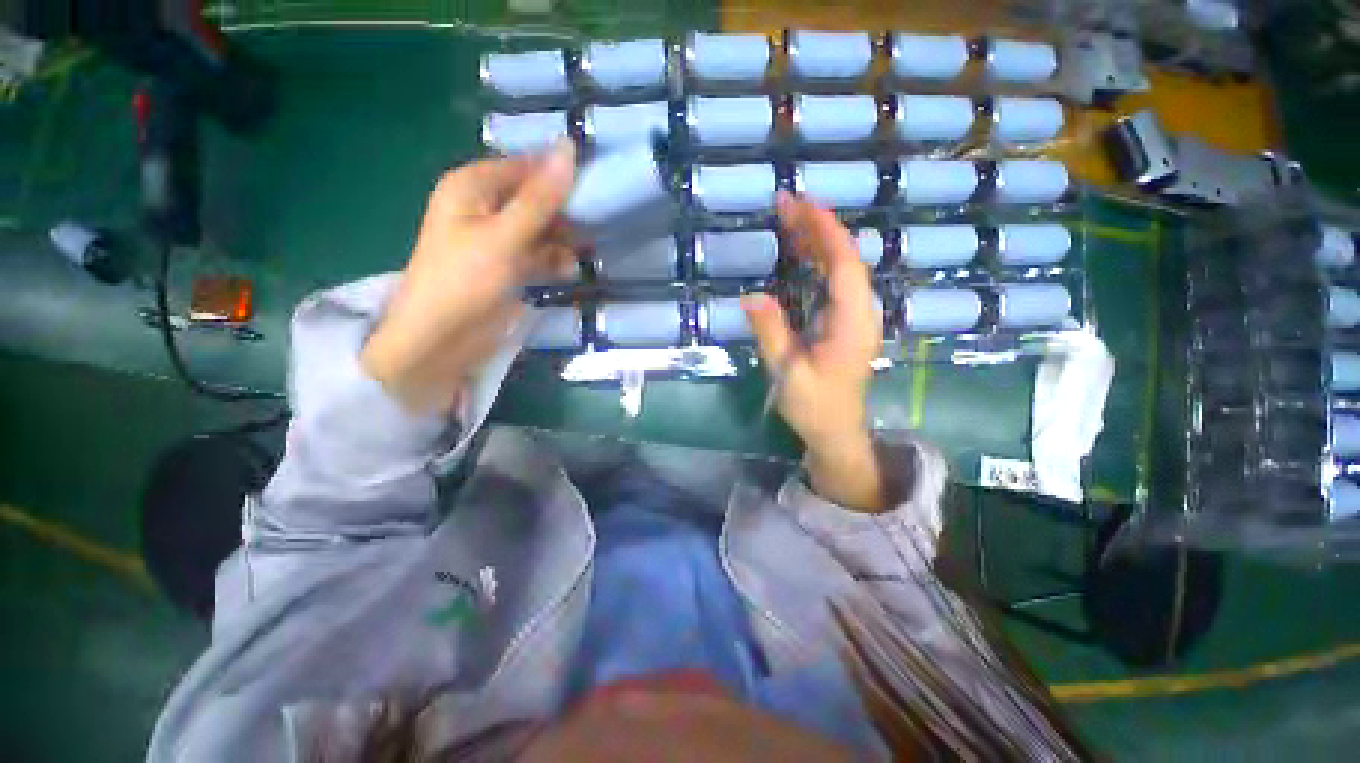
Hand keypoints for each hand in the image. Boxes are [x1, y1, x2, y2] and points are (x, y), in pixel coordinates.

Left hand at [362, 141, 577, 413]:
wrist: (440, 339)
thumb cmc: (465, 280)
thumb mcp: (504, 236)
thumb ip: (539, 198)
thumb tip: (568, 148)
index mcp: (473, 186)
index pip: (526, 166)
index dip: (559, 174)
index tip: (597, 185)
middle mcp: (485, 207)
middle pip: (535, 198)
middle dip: (565, 212)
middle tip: (597, 223)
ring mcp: (499, 239)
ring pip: (541, 229)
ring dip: (563, 240)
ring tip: (587, 250)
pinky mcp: (509, 267)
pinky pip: (538, 254)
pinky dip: (554, 260)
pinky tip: (568, 270)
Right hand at [742, 192, 884, 510]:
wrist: (835, 430)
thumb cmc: (814, 405)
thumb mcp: (788, 373)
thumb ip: (772, 334)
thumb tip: (751, 297)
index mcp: (852, 324)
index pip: (845, 266)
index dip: (827, 232)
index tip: (804, 203)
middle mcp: (860, 313)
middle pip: (844, 260)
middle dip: (818, 228)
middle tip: (786, 202)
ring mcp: (854, 316)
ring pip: (840, 268)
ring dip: (816, 241)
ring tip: (788, 217)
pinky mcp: (843, 321)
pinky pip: (833, 281)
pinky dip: (816, 260)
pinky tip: (800, 250)